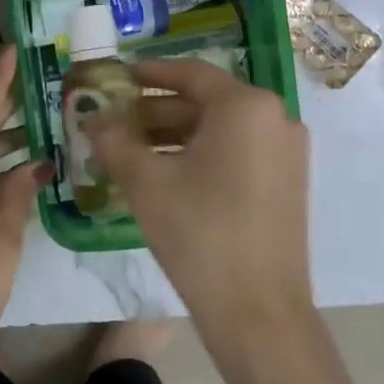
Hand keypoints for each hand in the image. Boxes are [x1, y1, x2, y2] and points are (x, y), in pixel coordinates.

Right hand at [85, 60, 315, 366]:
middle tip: (115, 121)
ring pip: (223, 130)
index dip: (149, 73)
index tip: (117, 77)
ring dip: (177, 136)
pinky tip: (168, 174)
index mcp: (247, 106)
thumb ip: (115, 141)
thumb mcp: (147, 184)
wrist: (258, 310)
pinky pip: (240, 153)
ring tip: (132, 151)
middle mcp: (276, 118)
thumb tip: (94, 119)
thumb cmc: (200, 234)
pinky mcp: (289, 182)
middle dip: (157, 111)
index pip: (191, 74)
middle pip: (208, 102)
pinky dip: (204, 155)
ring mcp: (288, 152)